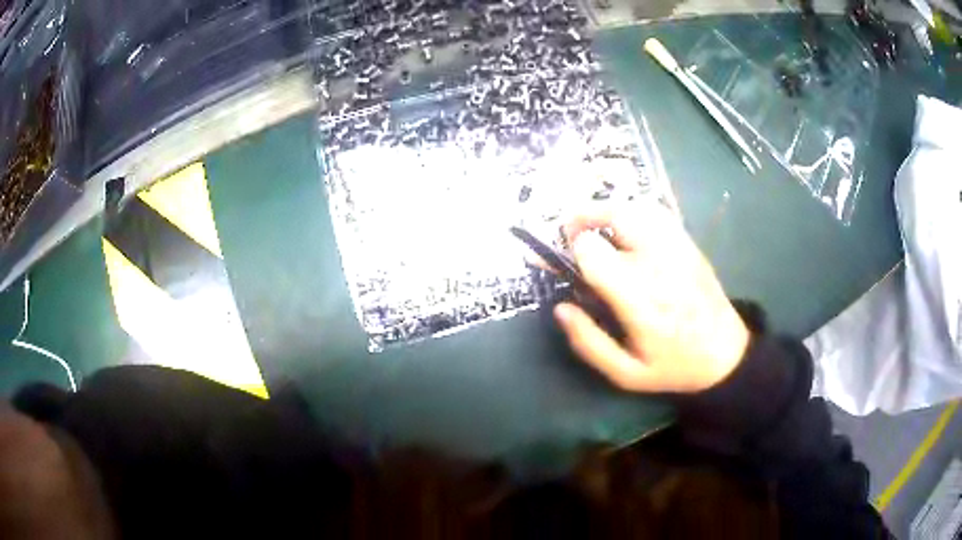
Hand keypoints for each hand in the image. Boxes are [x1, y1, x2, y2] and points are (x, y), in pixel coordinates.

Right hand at [553, 203, 749, 393]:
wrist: (726, 355)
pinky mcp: (688, 243)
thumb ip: (589, 343)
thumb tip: (561, 308)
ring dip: (608, 212)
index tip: (564, 264)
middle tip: (571, 234)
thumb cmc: (674, 366)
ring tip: (596, 229)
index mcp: (638, 296)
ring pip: (636, 207)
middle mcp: (657, 261)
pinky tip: (627, 232)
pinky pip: (656, 212)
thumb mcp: (626, 373)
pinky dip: (633, 212)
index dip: (571, 250)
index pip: (593, 249)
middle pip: (615, 214)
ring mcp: (677, 247)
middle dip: (584, 218)